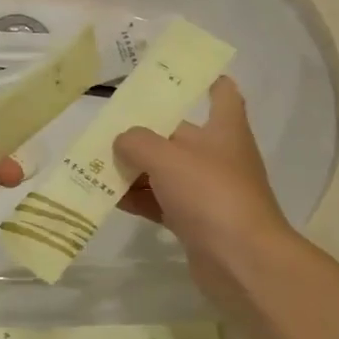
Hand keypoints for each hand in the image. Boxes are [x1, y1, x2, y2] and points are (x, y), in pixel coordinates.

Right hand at [113, 78, 287, 278]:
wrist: (243, 263)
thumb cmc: (210, 194)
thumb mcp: (166, 157)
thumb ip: (137, 142)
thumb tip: (122, 141)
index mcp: (223, 130)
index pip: (222, 94)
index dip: (205, 80)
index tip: (178, 76)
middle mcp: (218, 156)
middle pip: (178, 135)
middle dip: (144, 132)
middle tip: (107, 127)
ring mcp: (208, 192)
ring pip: (165, 171)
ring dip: (135, 168)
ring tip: (95, 164)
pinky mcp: (196, 223)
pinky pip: (160, 202)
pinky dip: (137, 199)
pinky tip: (107, 198)